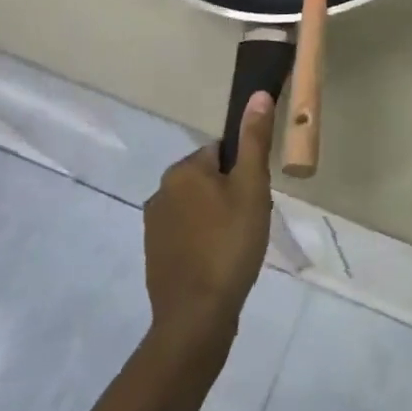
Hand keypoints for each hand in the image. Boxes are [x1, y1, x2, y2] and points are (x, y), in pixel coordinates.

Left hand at [145, 91, 274, 349]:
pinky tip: (221, 262)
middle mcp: (161, 191)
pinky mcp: (155, 255)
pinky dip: (204, 241)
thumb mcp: (251, 187)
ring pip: (198, 207)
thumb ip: (254, 140)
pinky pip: (187, 234)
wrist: (196, 317)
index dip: (243, 171)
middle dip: (231, 194)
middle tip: (251, 220)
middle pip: (208, 179)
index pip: (221, 152)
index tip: (256, 196)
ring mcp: (154, 226)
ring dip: (217, 218)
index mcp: (183, 170)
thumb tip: (257, 94)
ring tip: (238, 244)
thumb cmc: (229, 244)